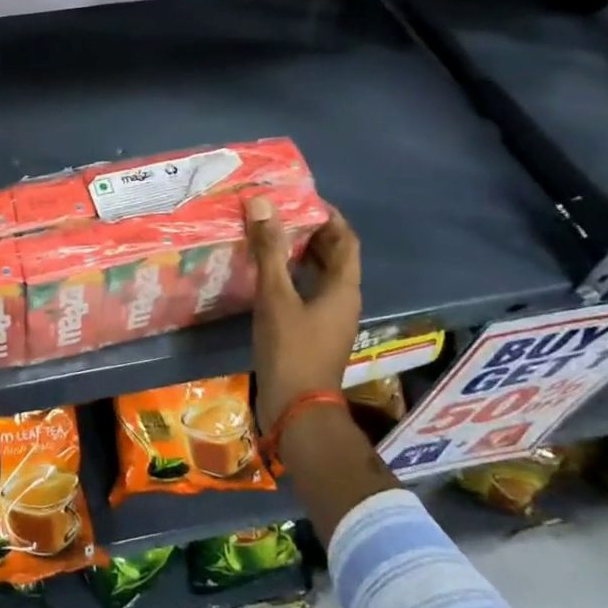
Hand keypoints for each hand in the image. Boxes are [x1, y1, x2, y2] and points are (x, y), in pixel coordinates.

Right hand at [244, 195, 362, 432]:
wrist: (296, 409)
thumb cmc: (291, 349)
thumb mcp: (276, 296)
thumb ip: (269, 250)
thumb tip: (261, 203)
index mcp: (344, 287)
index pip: (345, 239)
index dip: (328, 215)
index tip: (300, 198)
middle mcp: (343, 299)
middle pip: (333, 255)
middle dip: (310, 231)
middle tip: (278, 213)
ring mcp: (329, 318)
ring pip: (319, 274)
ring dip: (299, 253)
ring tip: (268, 235)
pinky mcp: (314, 331)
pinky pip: (307, 291)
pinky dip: (291, 276)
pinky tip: (265, 273)